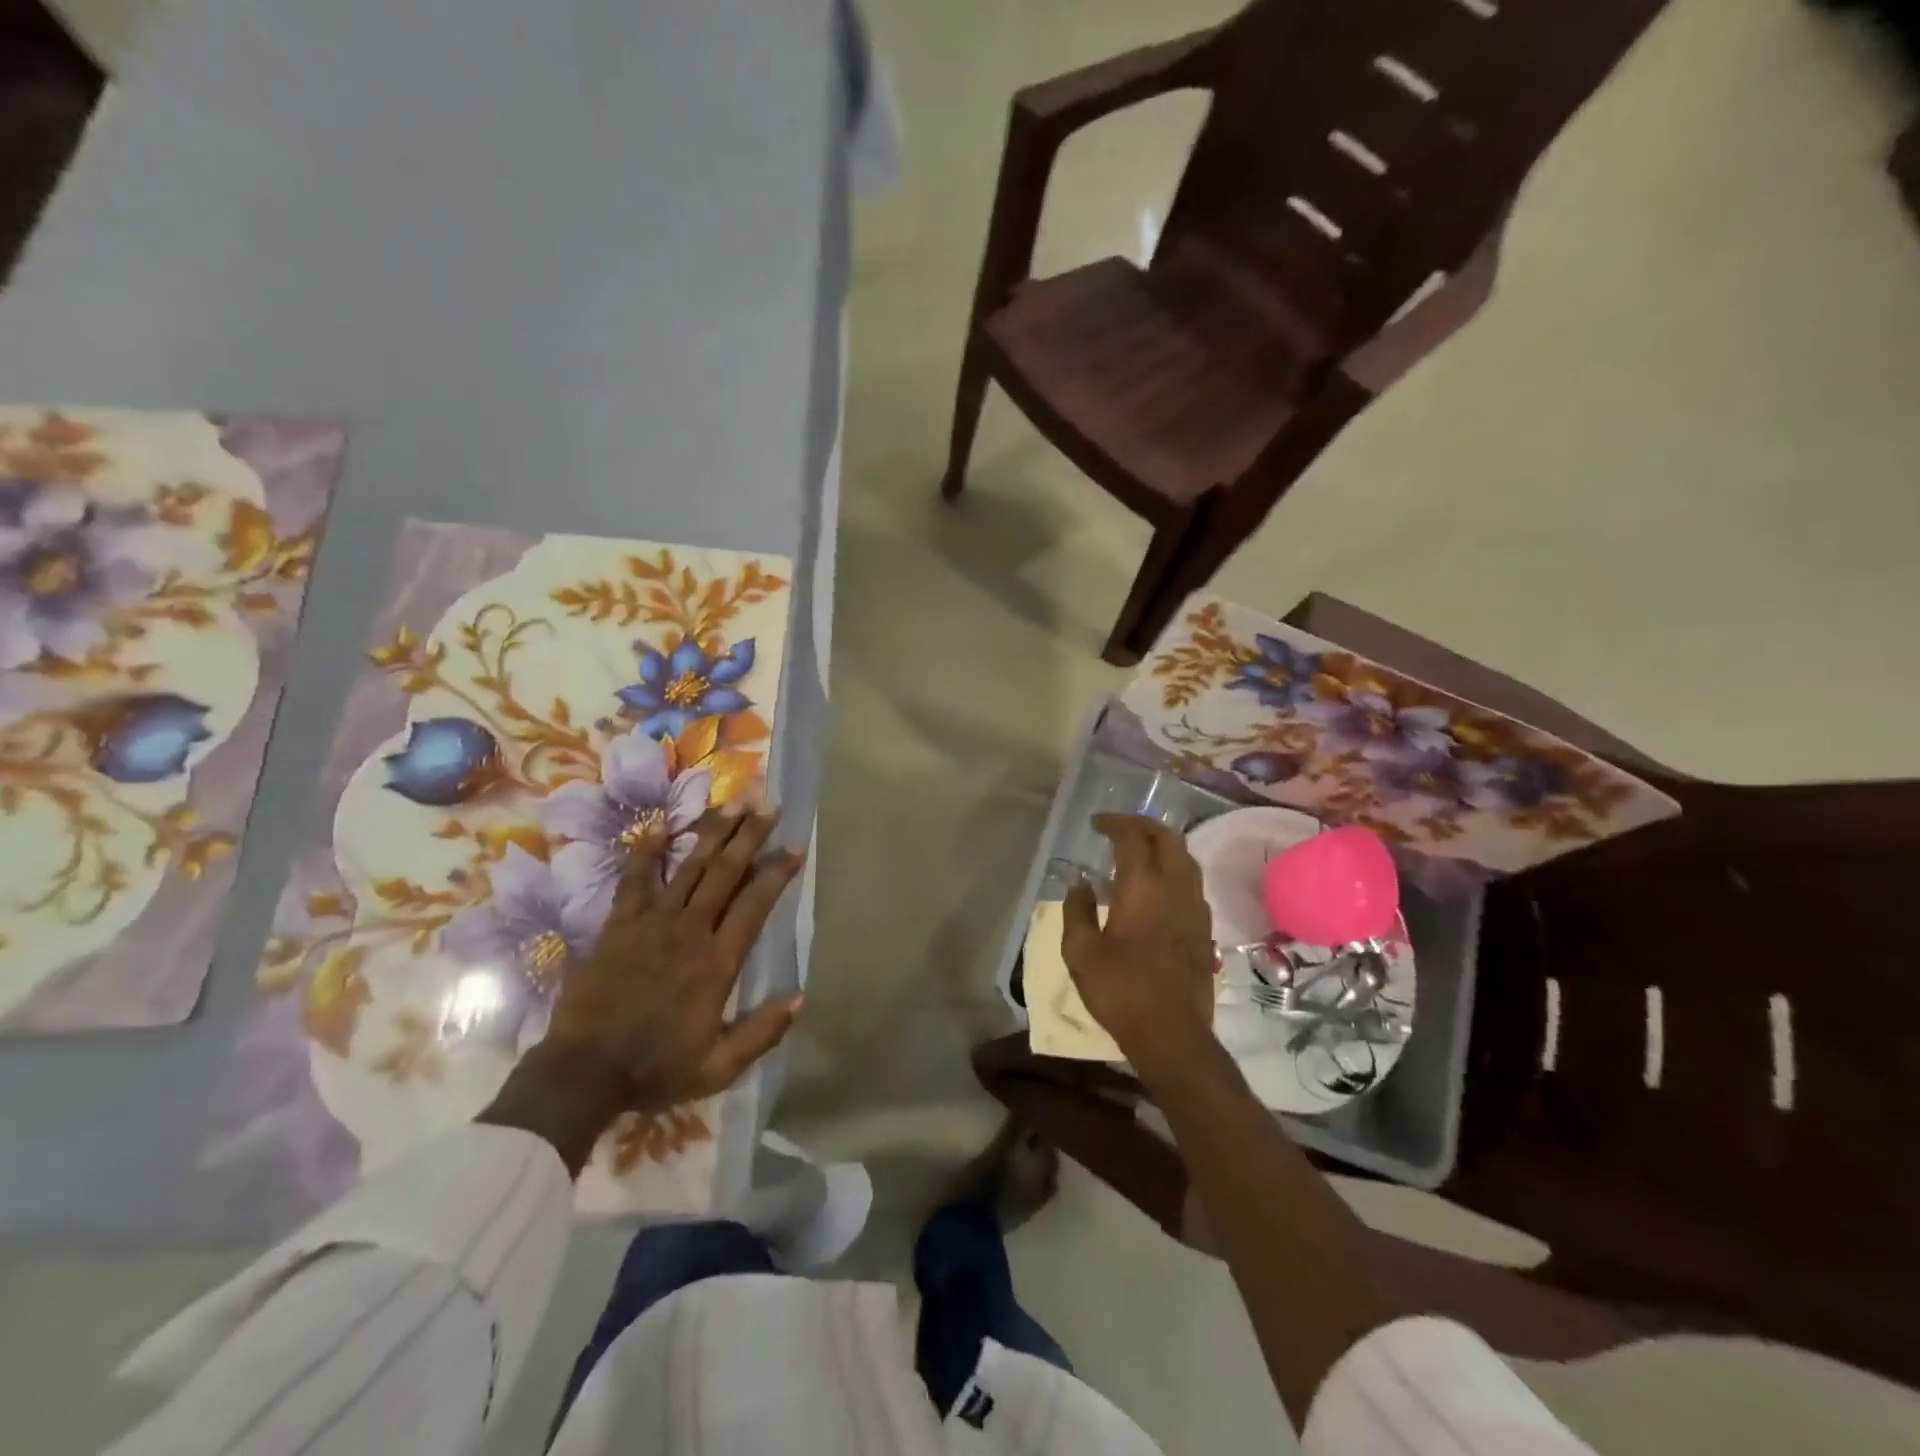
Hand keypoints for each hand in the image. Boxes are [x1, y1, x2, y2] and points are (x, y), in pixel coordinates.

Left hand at [480, 805, 805, 1172]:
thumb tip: (801, 997)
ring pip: (689, 867)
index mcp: (717, 962)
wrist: (582, 1073)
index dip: (777, 873)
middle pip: (725, 873)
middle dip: (750, 836)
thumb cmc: (656, 1069)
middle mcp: (689, 931)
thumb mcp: (719, 1067)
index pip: (755, 904)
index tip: (795, 848)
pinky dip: (646, 852)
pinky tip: (659, 825)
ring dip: (713, 833)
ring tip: (733, 804)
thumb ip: (762, 1032)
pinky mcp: (618, 926)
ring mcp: (651, 924)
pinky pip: (634, 881)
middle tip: (768, 805)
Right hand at [1060, 814, 1215, 1078]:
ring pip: (1186, 859)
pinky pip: (1192, 883)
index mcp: (1142, 886)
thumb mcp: (1081, 952)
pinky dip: (1173, 871)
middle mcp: (1175, 887)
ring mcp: (1195, 907)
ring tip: (1139, 853)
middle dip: (1143, 825)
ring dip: (1163, 846)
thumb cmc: (1120, 990)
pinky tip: (1156, 889)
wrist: (1172, 1035)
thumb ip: (1077, 911)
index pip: (1132, 837)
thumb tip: (1079, 884)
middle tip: (1120, 828)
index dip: (1114, 823)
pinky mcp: (1204, 929)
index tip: (1096, 823)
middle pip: (1168, 838)